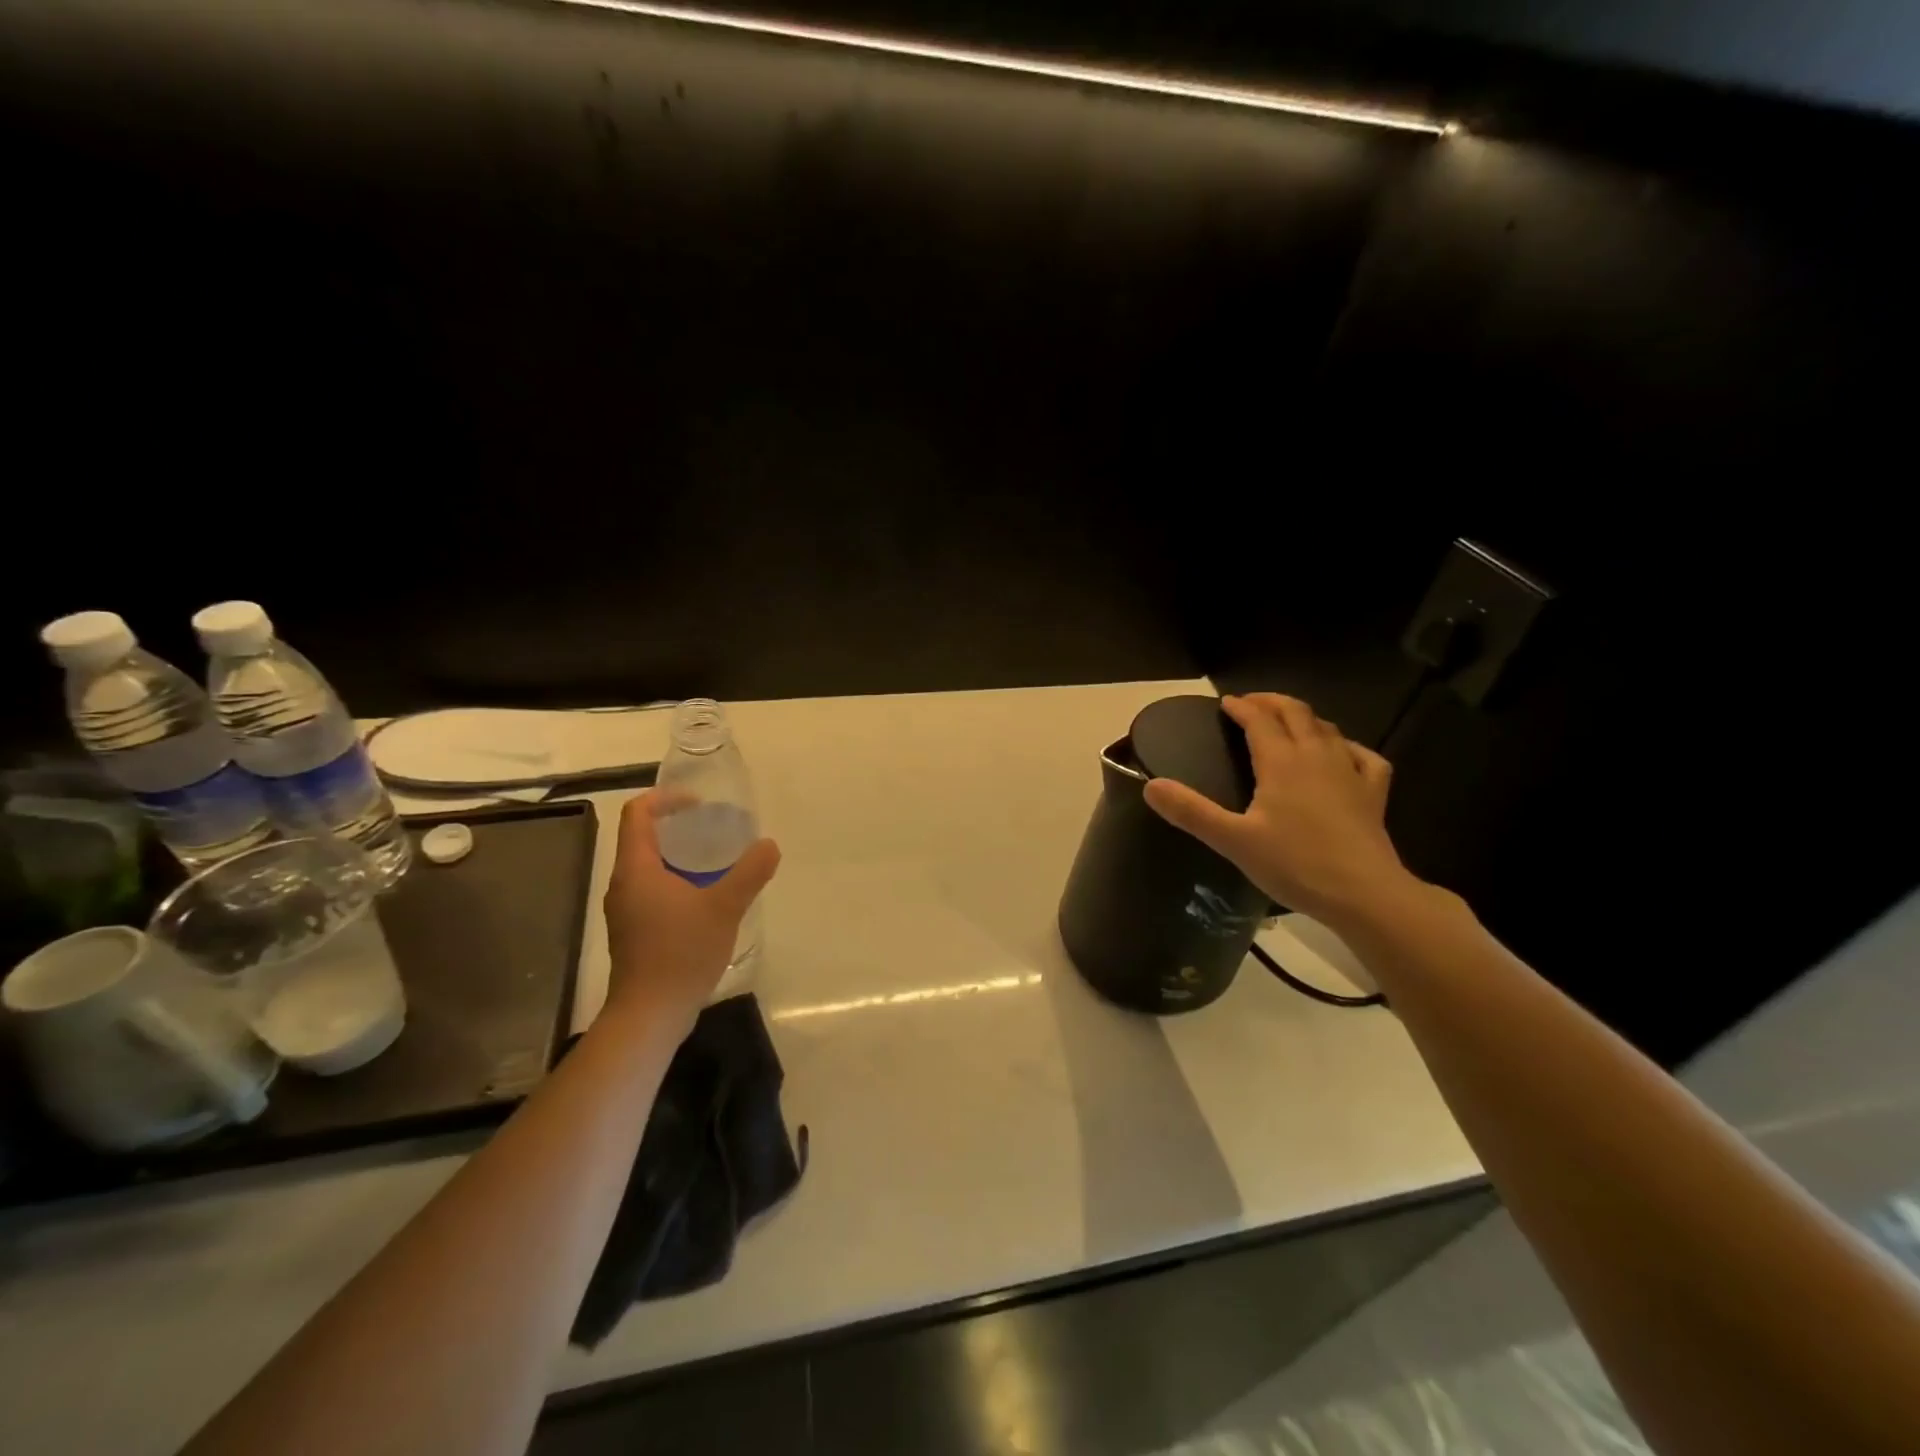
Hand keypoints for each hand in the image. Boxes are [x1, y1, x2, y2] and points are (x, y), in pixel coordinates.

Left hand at [601, 791, 780, 1039]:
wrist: (650, 1015)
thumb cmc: (681, 953)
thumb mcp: (724, 908)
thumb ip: (750, 873)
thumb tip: (769, 845)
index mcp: (636, 869)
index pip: (637, 814)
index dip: (664, 799)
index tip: (699, 803)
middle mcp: (623, 884)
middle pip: (641, 838)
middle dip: (676, 826)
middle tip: (713, 829)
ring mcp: (625, 911)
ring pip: (647, 867)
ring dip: (677, 856)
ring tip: (714, 861)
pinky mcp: (633, 932)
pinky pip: (651, 891)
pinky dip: (675, 881)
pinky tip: (704, 898)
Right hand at [1144, 693, 1414, 929]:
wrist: (1364, 894)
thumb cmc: (1295, 864)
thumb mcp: (1233, 841)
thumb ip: (1191, 811)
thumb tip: (1150, 786)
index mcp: (1281, 762)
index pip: (1259, 719)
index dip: (1240, 707)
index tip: (1224, 704)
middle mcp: (1316, 755)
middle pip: (1296, 712)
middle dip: (1271, 702)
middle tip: (1251, 704)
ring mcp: (1350, 771)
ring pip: (1327, 728)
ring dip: (1304, 718)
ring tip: (1287, 723)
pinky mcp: (1373, 793)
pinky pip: (1363, 755)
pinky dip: (1347, 746)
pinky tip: (1342, 754)